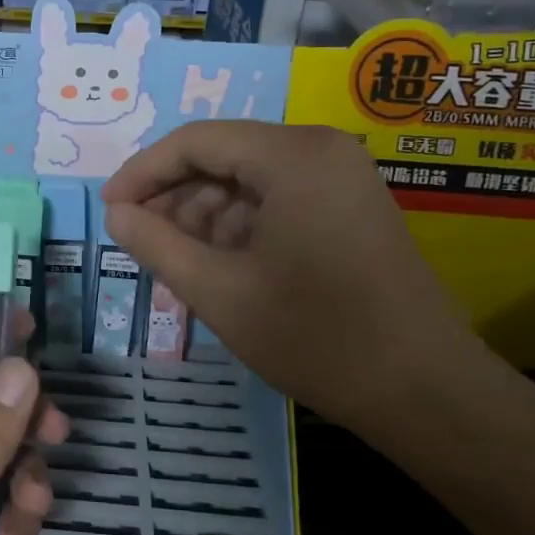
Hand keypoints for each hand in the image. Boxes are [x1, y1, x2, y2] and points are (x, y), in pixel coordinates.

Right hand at [102, 121, 488, 446]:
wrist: (426, 393)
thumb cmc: (316, 337)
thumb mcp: (219, 292)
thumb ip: (157, 244)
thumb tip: (116, 214)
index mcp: (293, 156)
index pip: (195, 141)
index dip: (143, 172)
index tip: (108, 209)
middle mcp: (321, 149)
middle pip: (223, 156)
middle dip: (174, 197)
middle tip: (139, 240)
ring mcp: (342, 177)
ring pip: (248, 180)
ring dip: (204, 215)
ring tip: (175, 261)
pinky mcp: (350, 206)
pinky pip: (277, 199)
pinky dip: (239, 227)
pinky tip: (217, 265)